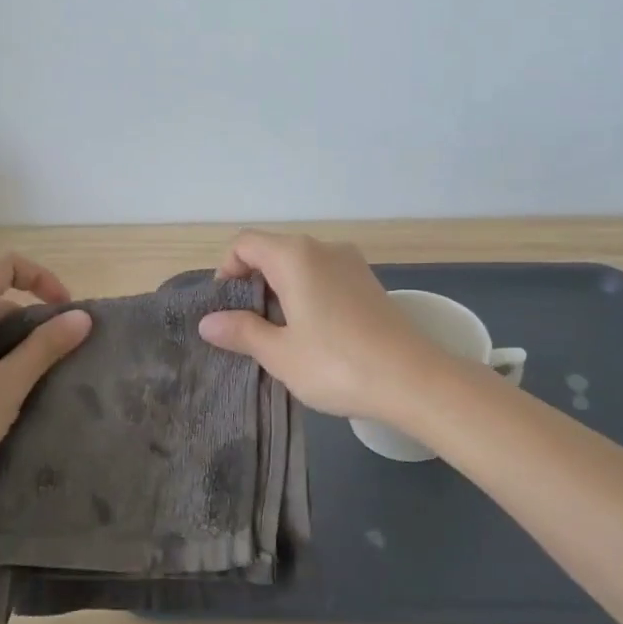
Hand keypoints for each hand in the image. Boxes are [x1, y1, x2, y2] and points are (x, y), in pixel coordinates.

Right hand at [197, 230, 446, 422]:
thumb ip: (241, 332)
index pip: (245, 244)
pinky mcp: (369, 283)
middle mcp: (323, 249)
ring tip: (278, 336)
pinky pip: (324, 278)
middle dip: (252, 284)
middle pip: (272, 252)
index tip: (225, 310)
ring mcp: (351, 264)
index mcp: (295, 256)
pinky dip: (307, 296)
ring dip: (280, 292)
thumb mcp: (280, 353)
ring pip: (300, 266)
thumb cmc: (337, 364)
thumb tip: (208, 322)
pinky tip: (313, 335)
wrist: (414, 380)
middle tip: (247, 329)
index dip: (226, 271)